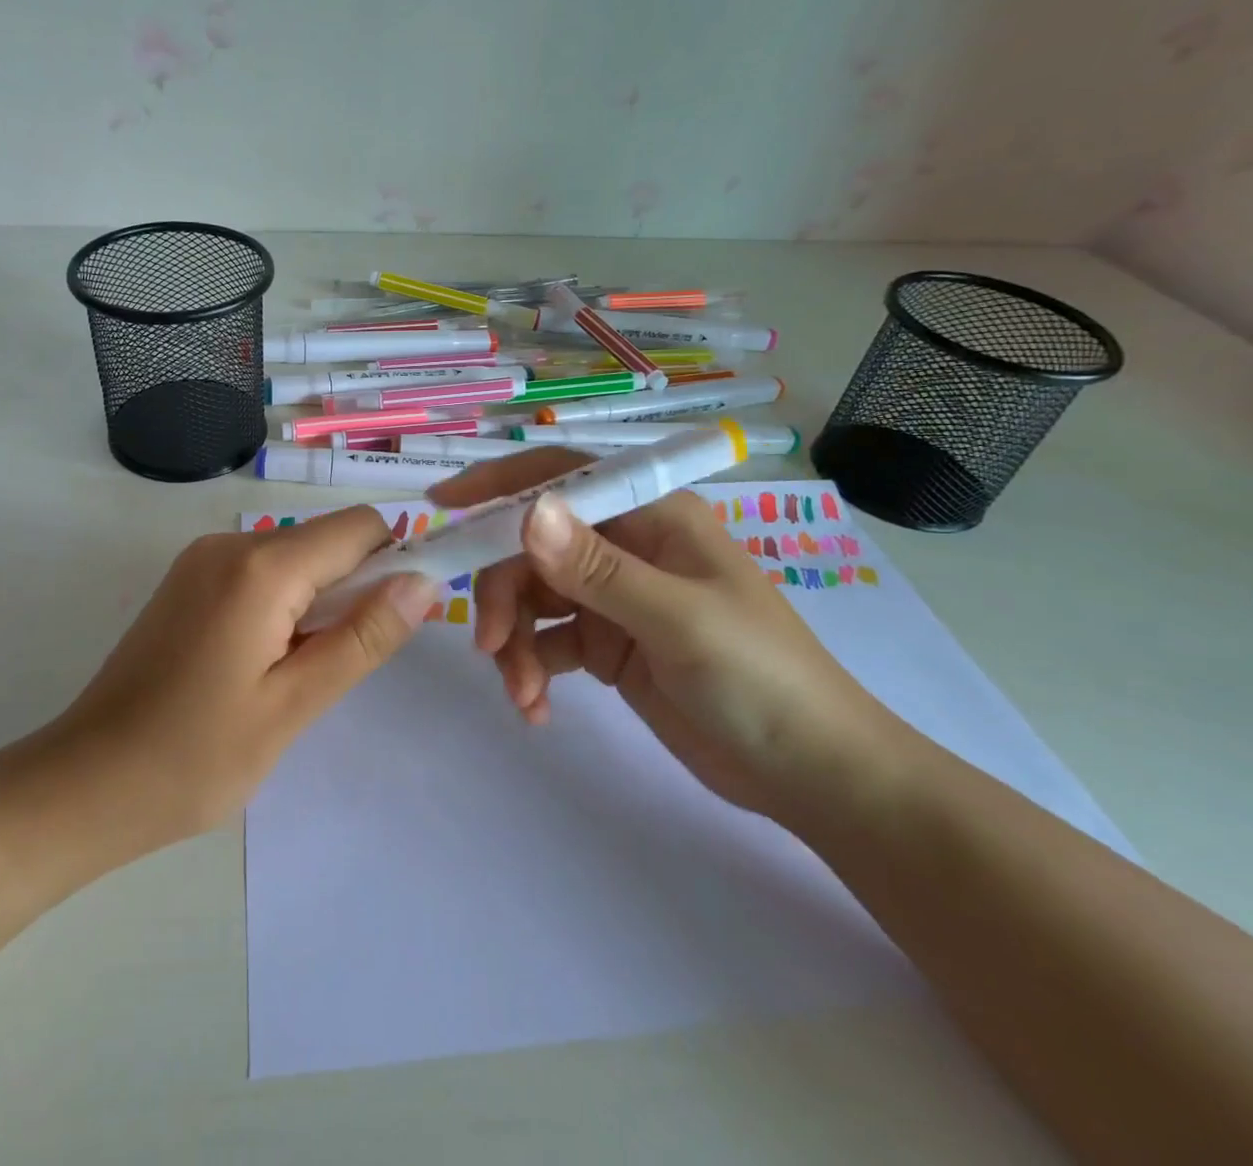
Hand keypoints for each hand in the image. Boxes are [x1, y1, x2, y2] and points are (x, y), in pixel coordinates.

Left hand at [49, 507, 435, 854]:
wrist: (85, 784)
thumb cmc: (194, 758)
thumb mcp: (294, 704)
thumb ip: (364, 637)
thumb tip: (426, 581)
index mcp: (260, 566)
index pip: (361, 527)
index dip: (396, 562)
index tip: (401, 620)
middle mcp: (230, 543)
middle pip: (327, 539)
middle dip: (355, 589)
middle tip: (338, 665)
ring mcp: (203, 558)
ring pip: (296, 556)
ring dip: (318, 602)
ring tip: (295, 673)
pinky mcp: (188, 579)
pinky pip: (261, 571)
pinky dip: (284, 604)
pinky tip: (262, 662)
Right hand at [428, 449, 898, 820]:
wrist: (810, 772)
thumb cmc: (760, 678)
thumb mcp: (677, 620)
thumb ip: (598, 569)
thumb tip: (527, 514)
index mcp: (650, 517)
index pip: (561, 479)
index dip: (500, 485)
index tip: (442, 504)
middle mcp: (626, 546)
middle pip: (533, 548)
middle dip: (505, 594)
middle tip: (491, 647)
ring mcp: (614, 597)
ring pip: (534, 598)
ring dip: (516, 643)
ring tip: (524, 695)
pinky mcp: (607, 644)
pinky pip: (548, 641)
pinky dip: (533, 669)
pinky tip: (537, 708)